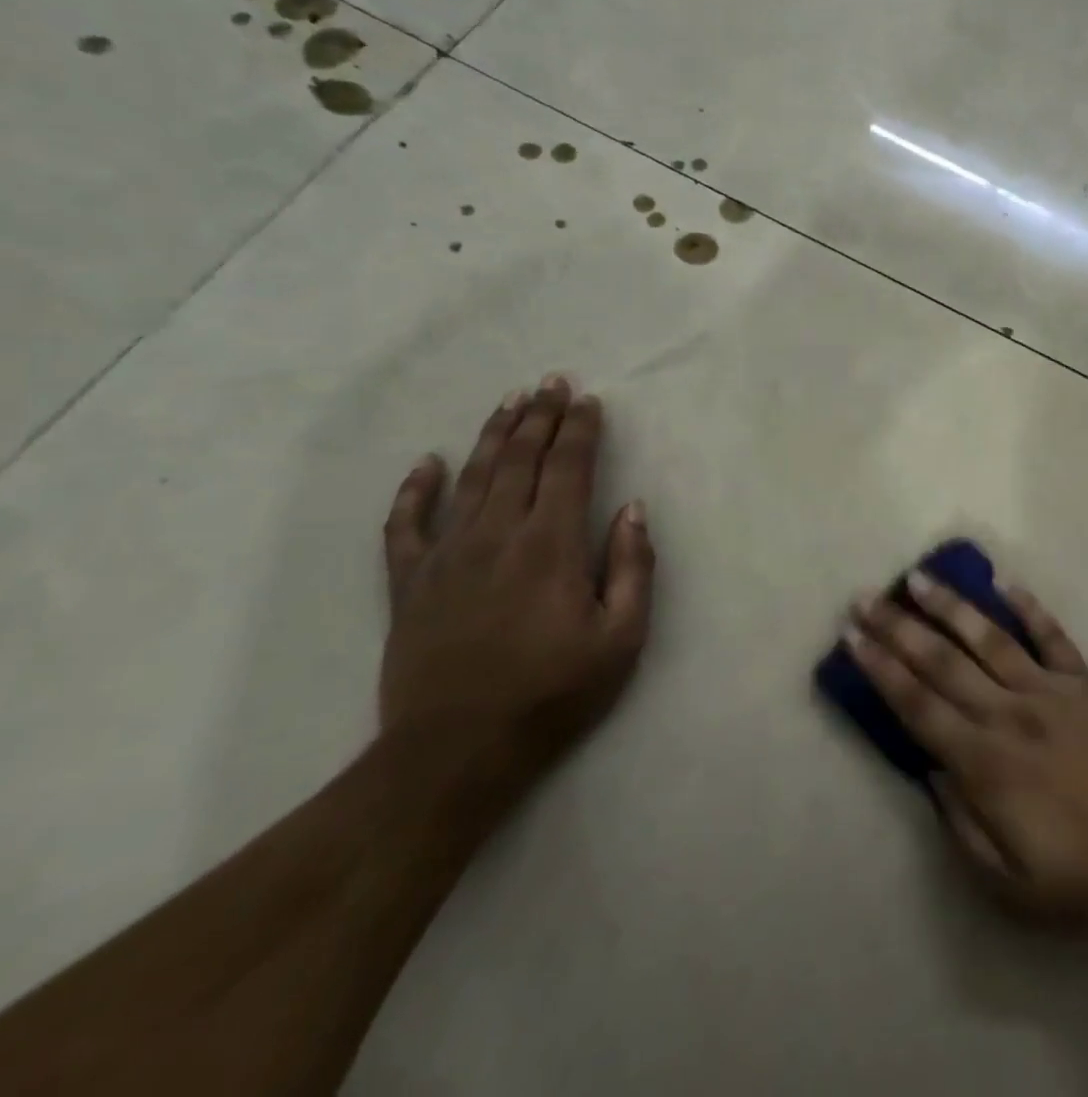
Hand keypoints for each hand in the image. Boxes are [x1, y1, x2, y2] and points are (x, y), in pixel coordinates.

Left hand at [380, 375, 653, 786]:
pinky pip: (405, 525)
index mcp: (551, 546)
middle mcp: (498, 535)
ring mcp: (447, 556)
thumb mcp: (621, 638)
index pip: (569, 469)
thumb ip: (632, 567)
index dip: (580, 430)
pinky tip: (425, 463)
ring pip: (471, 479)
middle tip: (551, 383)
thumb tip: (632, 509)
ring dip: (492, 436)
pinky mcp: (409, 584)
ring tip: (509, 403)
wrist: (455, 753)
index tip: (589, 401)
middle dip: (540, 418)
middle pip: (520, 461)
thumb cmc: (552, 694)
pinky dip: (414, 490)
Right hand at [846, 572, 1087, 928]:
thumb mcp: (1008, 882)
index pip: (918, 705)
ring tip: (920, 578)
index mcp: (985, 762)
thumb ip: (962, 822)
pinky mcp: (1086, 682)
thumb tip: (931, 769)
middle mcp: (1009, 713)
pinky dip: (1029, 608)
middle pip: (942, 663)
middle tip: (866, 598)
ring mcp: (1050, 690)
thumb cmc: (1084, 876)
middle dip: (899, 628)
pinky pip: (1053, 636)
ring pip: (989, 638)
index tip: (854, 637)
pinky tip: (1005, 584)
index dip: (882, 670)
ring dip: (951, 606)